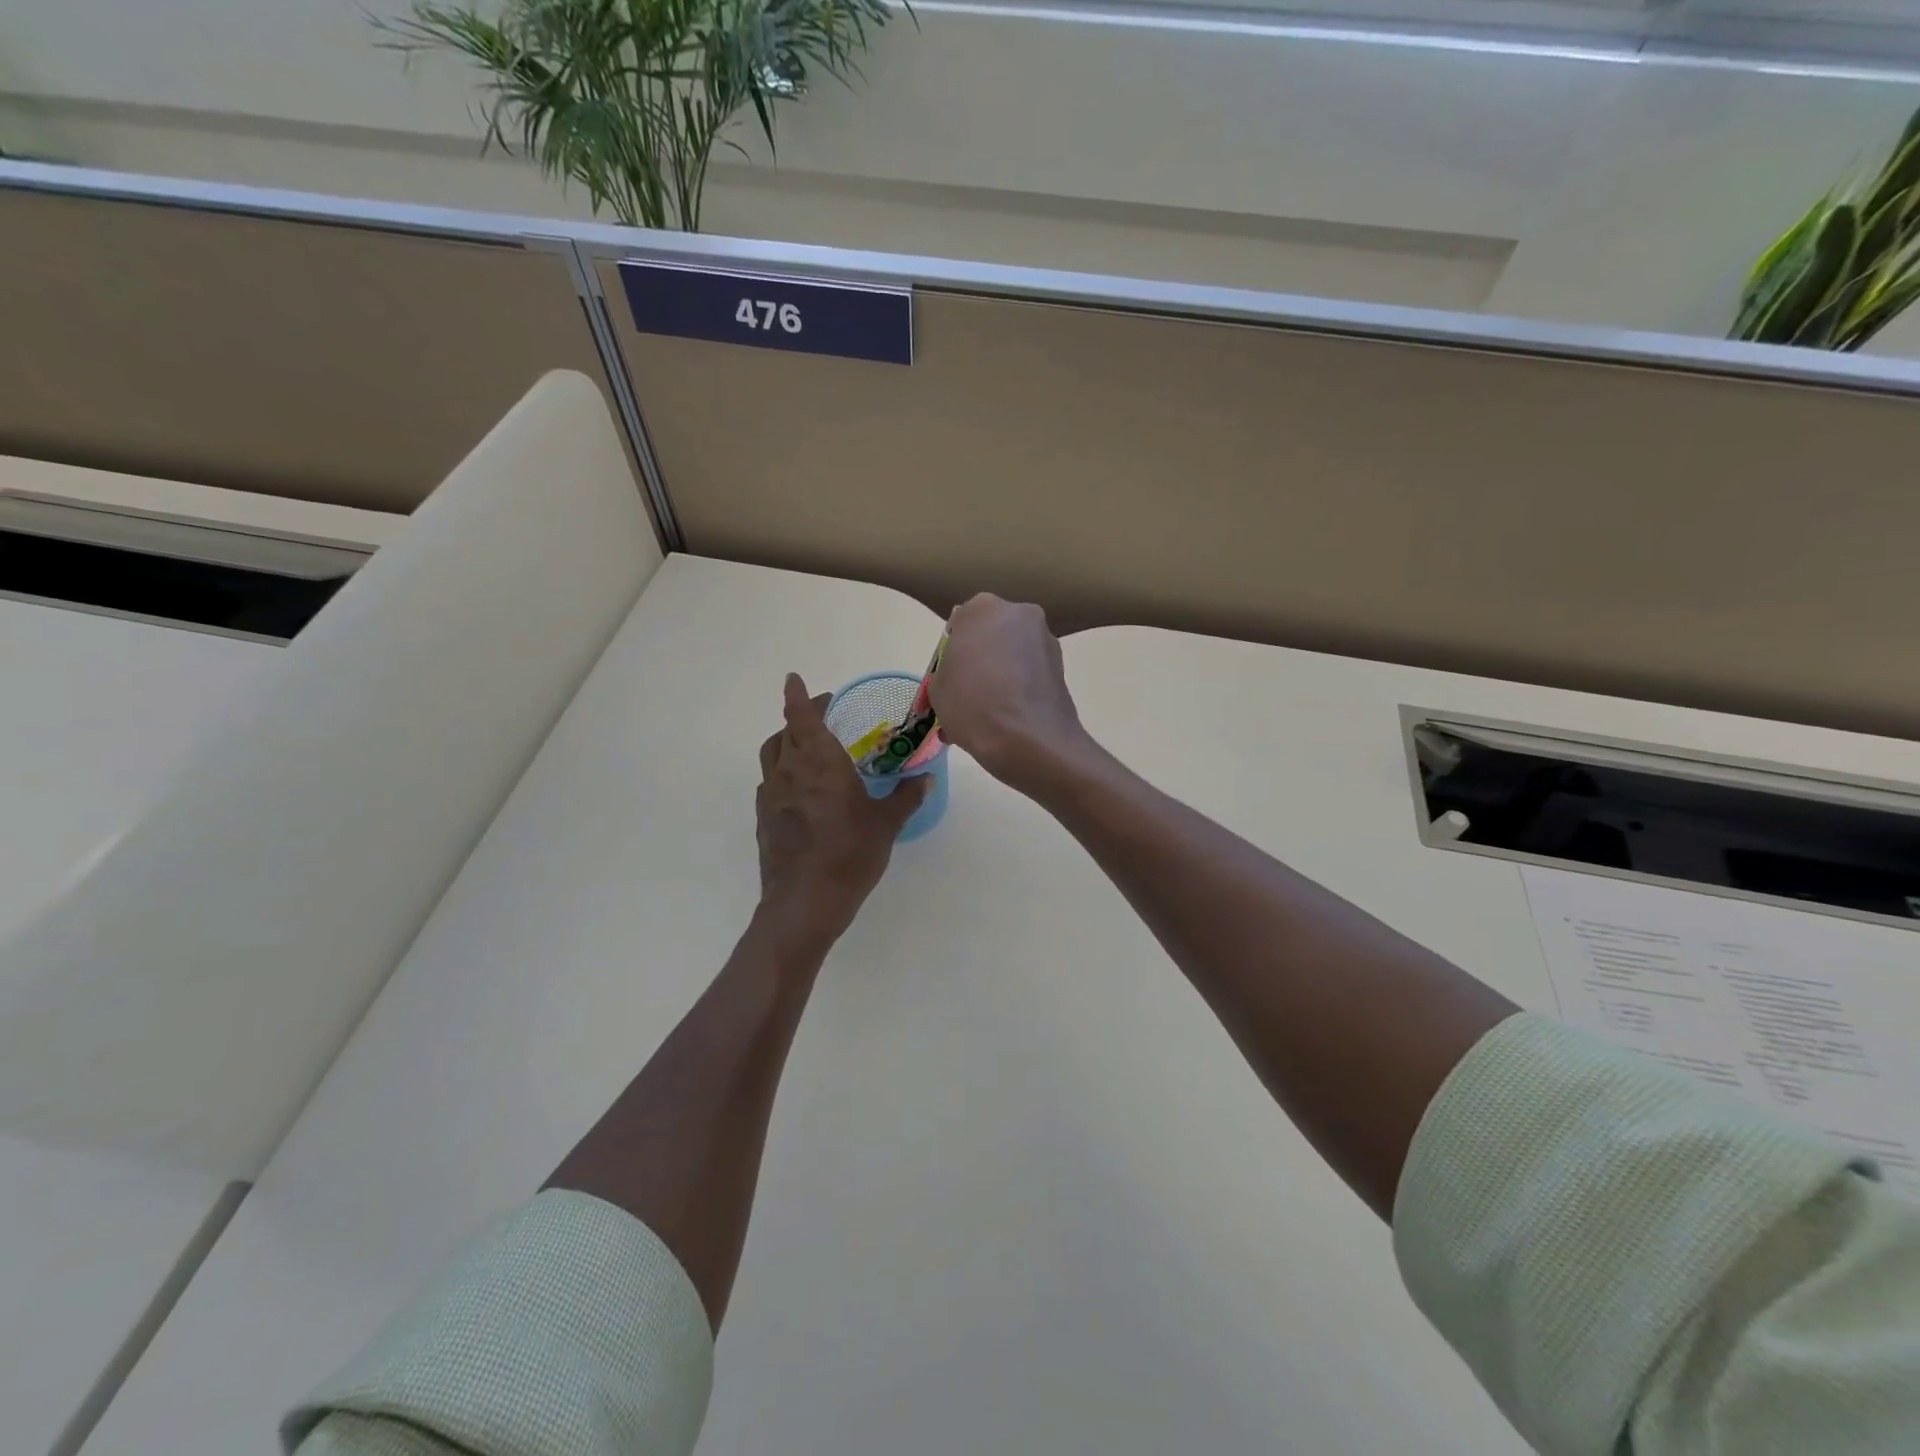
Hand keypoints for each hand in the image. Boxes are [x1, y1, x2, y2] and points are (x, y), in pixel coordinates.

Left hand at [756, 673, 928, 947]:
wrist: (804, 903)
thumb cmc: (849, 854)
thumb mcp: (886, 824)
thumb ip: (905, 796)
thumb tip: (924, 777)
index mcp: (819, 762)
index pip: (801, 716)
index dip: (798, 695)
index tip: (794, 679)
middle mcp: (790, 771)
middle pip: (785, 732)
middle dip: (800, 717)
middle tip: (821, 715)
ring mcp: (771, 795)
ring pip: (773, 755)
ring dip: (786, 742)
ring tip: (808, 747)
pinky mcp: (764, 819)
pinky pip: (770, 782)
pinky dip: (783, 773)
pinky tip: (800, 789)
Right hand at [929, 594, 1090, 792]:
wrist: (1028, 740)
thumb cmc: (973, 704)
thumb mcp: (938, 689)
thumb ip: (947, 672)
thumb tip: (960, 678)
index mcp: (983, 608)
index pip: (960, 624)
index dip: (953, 654)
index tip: (951, 678)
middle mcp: (1019, 613)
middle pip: (991, 637)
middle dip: (980, 662)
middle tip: (968, 695)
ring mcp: (1046, 640)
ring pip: (1013, 656)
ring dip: (1001, 677)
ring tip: (988, 715)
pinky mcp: (1062, 667)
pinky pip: (1030, 675)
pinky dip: (1019, 690)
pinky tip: (1008, 721)